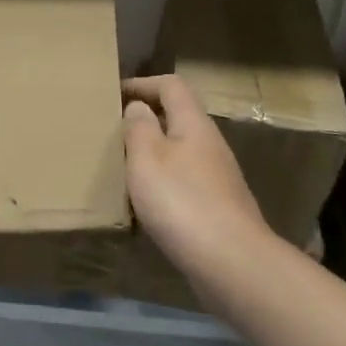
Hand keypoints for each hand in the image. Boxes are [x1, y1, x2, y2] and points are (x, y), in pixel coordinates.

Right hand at [123, 75, 272, 279]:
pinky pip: (185, 179)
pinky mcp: (219, 205)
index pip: (172, 86)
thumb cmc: (181, 201)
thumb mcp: (147, 158)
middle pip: (179, 117)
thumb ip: (139, 128)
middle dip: (146, 118)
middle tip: (114, 131)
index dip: (142, 84)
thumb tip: (138, 106)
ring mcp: (218, 177)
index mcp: (194, 124)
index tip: (114, 94)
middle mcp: (211, 144)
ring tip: (124, 165)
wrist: (231, 261)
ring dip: (154, 151)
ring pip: (181, 150)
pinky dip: (163, 180)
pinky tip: (147, 202)